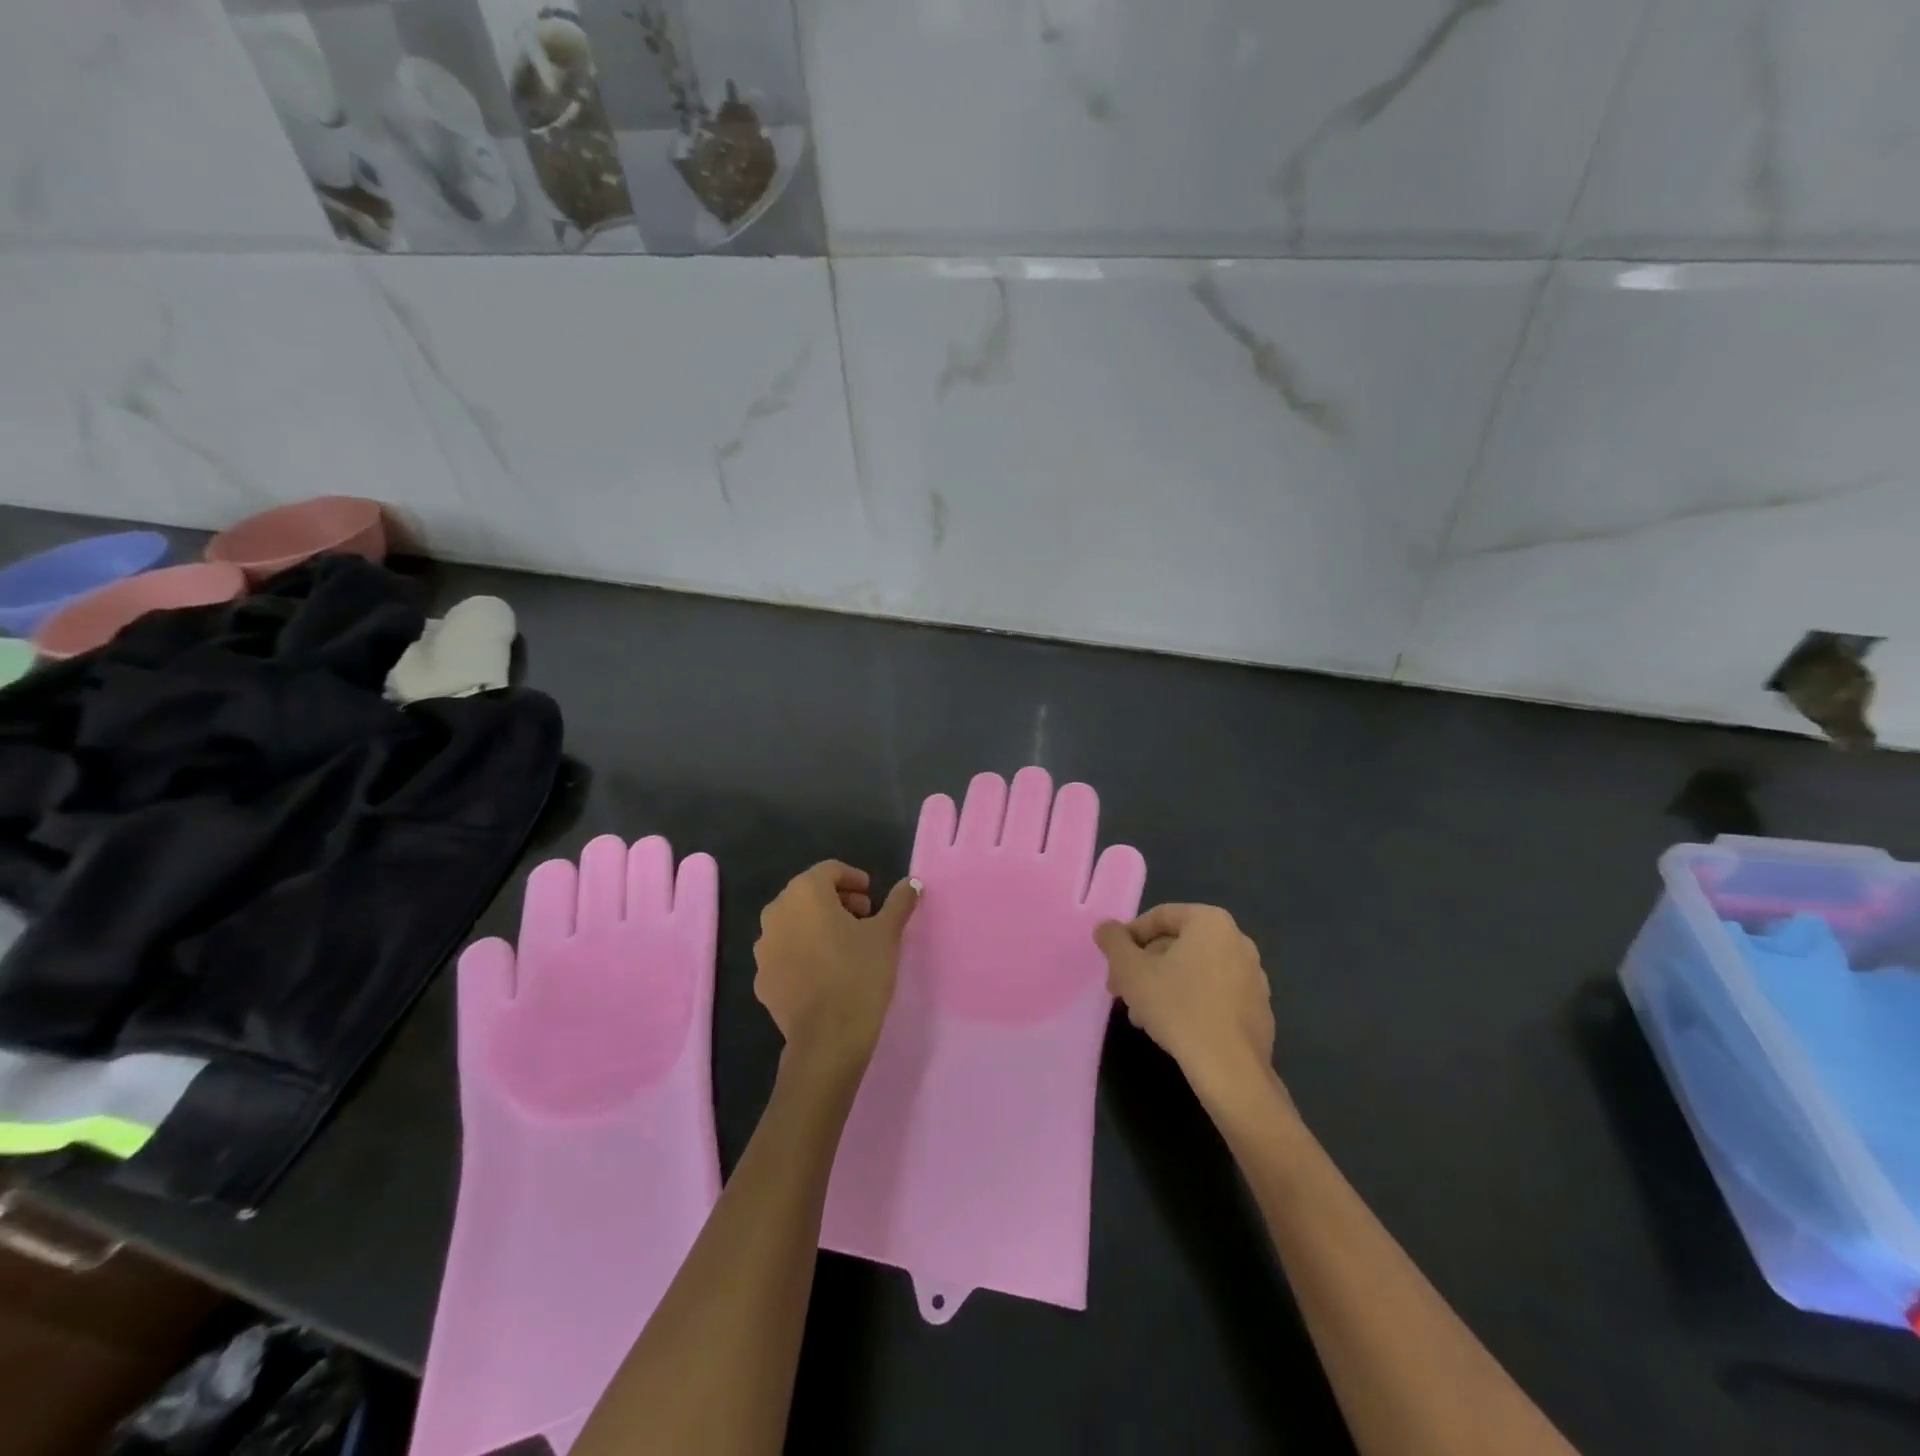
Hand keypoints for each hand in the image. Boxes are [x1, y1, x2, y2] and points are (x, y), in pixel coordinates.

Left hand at [755, 862, 920, 1071]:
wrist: (828, 1037)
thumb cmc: (860, 973)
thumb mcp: (886, 934)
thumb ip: (898, 902)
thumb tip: (912, 883)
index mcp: (805, 893)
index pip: (829, 870)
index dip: (854, 879)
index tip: (872, 898)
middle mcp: (776, 912)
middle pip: (808, 894)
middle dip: (837, 901)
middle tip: (864, 919)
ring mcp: (763, 947)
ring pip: (794, 923)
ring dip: (818, 925)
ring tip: (846, 946)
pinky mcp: (761, 978)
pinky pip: (785, 952)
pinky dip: (803, 952)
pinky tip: (825, 972)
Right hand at [1095, 904, 1275, 1103]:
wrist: (1230, 1070)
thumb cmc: (1177, 1008)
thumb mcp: (1131, 971)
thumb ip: (1113, 942)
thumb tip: (1106, 928)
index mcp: (1211, 922)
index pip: (1159, 917)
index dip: (1129, 938)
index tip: (1114, 964)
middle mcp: (1238, 941)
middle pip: (1177, 945)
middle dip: (1145, 967)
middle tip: (1123, 992)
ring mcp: (1253, 976)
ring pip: (1194, 971)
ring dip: (1163, 986)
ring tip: (1142, 1016)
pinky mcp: (1258, 1008)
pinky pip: (1215, 994)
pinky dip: (1190, 1002)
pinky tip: (1173, 1028)